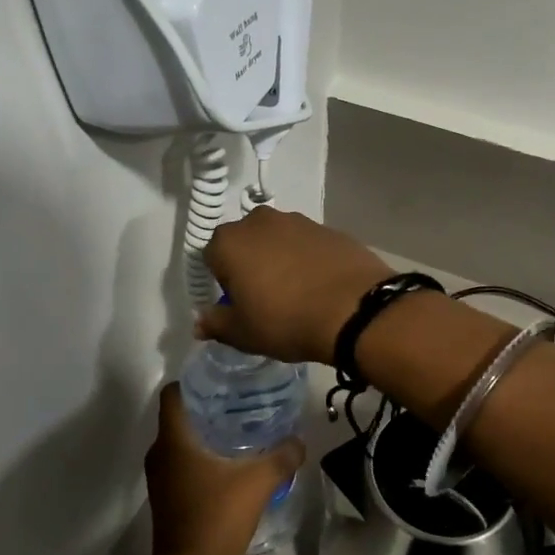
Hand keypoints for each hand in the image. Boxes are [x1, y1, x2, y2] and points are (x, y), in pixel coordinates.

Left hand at [146, 384, 302, 554]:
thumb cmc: (216, 517)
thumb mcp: (258, 482)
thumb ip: (282, 457)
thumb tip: (299, 440)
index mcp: (174, 440)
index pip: (173, 394)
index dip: (192, 381)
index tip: (219, 379)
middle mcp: (160, 453)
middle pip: (179, 416)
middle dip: (205, 406)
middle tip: (238, 401)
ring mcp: (160, 477)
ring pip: (180, 441)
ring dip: (203, 433)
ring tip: (238, 428)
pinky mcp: (166, 496)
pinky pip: (181, 463)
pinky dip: (199, 456)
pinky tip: (228, 462)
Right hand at [196, 208, 393, 364]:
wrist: (355, 308)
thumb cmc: (286, 320)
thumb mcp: (243, 333)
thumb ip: (216, 323)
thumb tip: (199, 322)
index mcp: (230, 242)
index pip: (211, 257)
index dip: (222, 282)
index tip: (238, 304)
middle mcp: (260, 221)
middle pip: (245, 242)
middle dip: (250, 264)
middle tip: (264, 297)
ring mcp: (298, 221)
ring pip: (277, 240)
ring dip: (280, 259)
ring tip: (296, 292)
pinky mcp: (329, 228)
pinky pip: (307, 244)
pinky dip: (308, 259)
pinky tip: (320, 285)